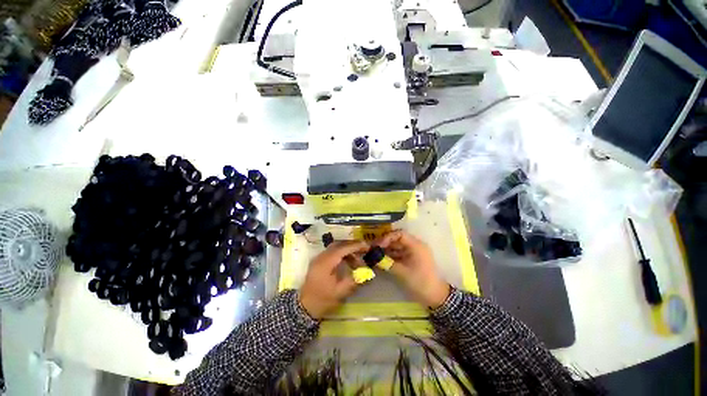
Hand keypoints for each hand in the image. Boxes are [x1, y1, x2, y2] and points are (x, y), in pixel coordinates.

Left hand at [298, 240, 368, 318]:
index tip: (367, 246)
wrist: (305, 306)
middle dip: (352, 246)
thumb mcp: (340, 292)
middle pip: (339, 244)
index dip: (355, 246)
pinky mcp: (319, 261)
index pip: (343, 249)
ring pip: (335, 247)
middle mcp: (321, 256)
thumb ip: (354, 280)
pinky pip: (332, 252)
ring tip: (357, 261)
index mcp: (326, 262)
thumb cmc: (322, 299)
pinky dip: (342, 254)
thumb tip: (367, 272)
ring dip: (347, 251)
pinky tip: (348, 262)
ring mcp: (319, 258)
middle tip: (364, 250)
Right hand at [377, 230, 449, 308]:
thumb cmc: (420, 282)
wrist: (434, 296)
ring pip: (397, 246)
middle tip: (372, 248)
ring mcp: (413, 252)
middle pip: (397, 239)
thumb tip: (373, 257)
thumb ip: (387, 263)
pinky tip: (381, 259)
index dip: (388, 237)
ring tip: (374, 254)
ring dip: (386, 249)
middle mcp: (415, 246)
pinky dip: (390, 255)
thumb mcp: (402, 273)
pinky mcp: (411, 258)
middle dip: (385, 243)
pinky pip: (398, 253)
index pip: (400, 234)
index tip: (378, 245)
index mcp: (416, 245)